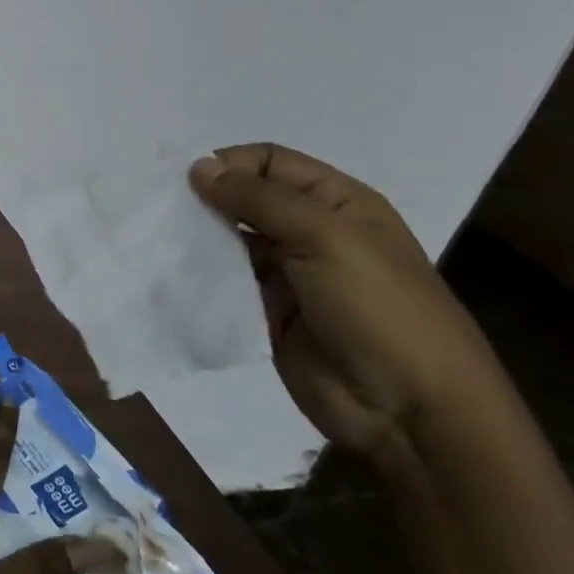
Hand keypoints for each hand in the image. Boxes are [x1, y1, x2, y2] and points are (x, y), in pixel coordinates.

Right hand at [188, 144, 503, 462]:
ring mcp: (289, 273)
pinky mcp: (267, 311)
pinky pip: (227, 281)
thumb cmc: (378, 309)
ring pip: (231, 239)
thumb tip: (199, 168)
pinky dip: (202, 274)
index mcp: (338, 202)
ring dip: (200, 237)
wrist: (410, 412)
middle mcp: (311, 231)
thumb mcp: (325, 237)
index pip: (270, 161)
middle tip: (165, 210)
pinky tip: (174, 273)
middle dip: (208, 199)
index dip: (230, 163)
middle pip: (247, 198)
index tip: (188, 182)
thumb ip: (259, 199)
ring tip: (164, 241)